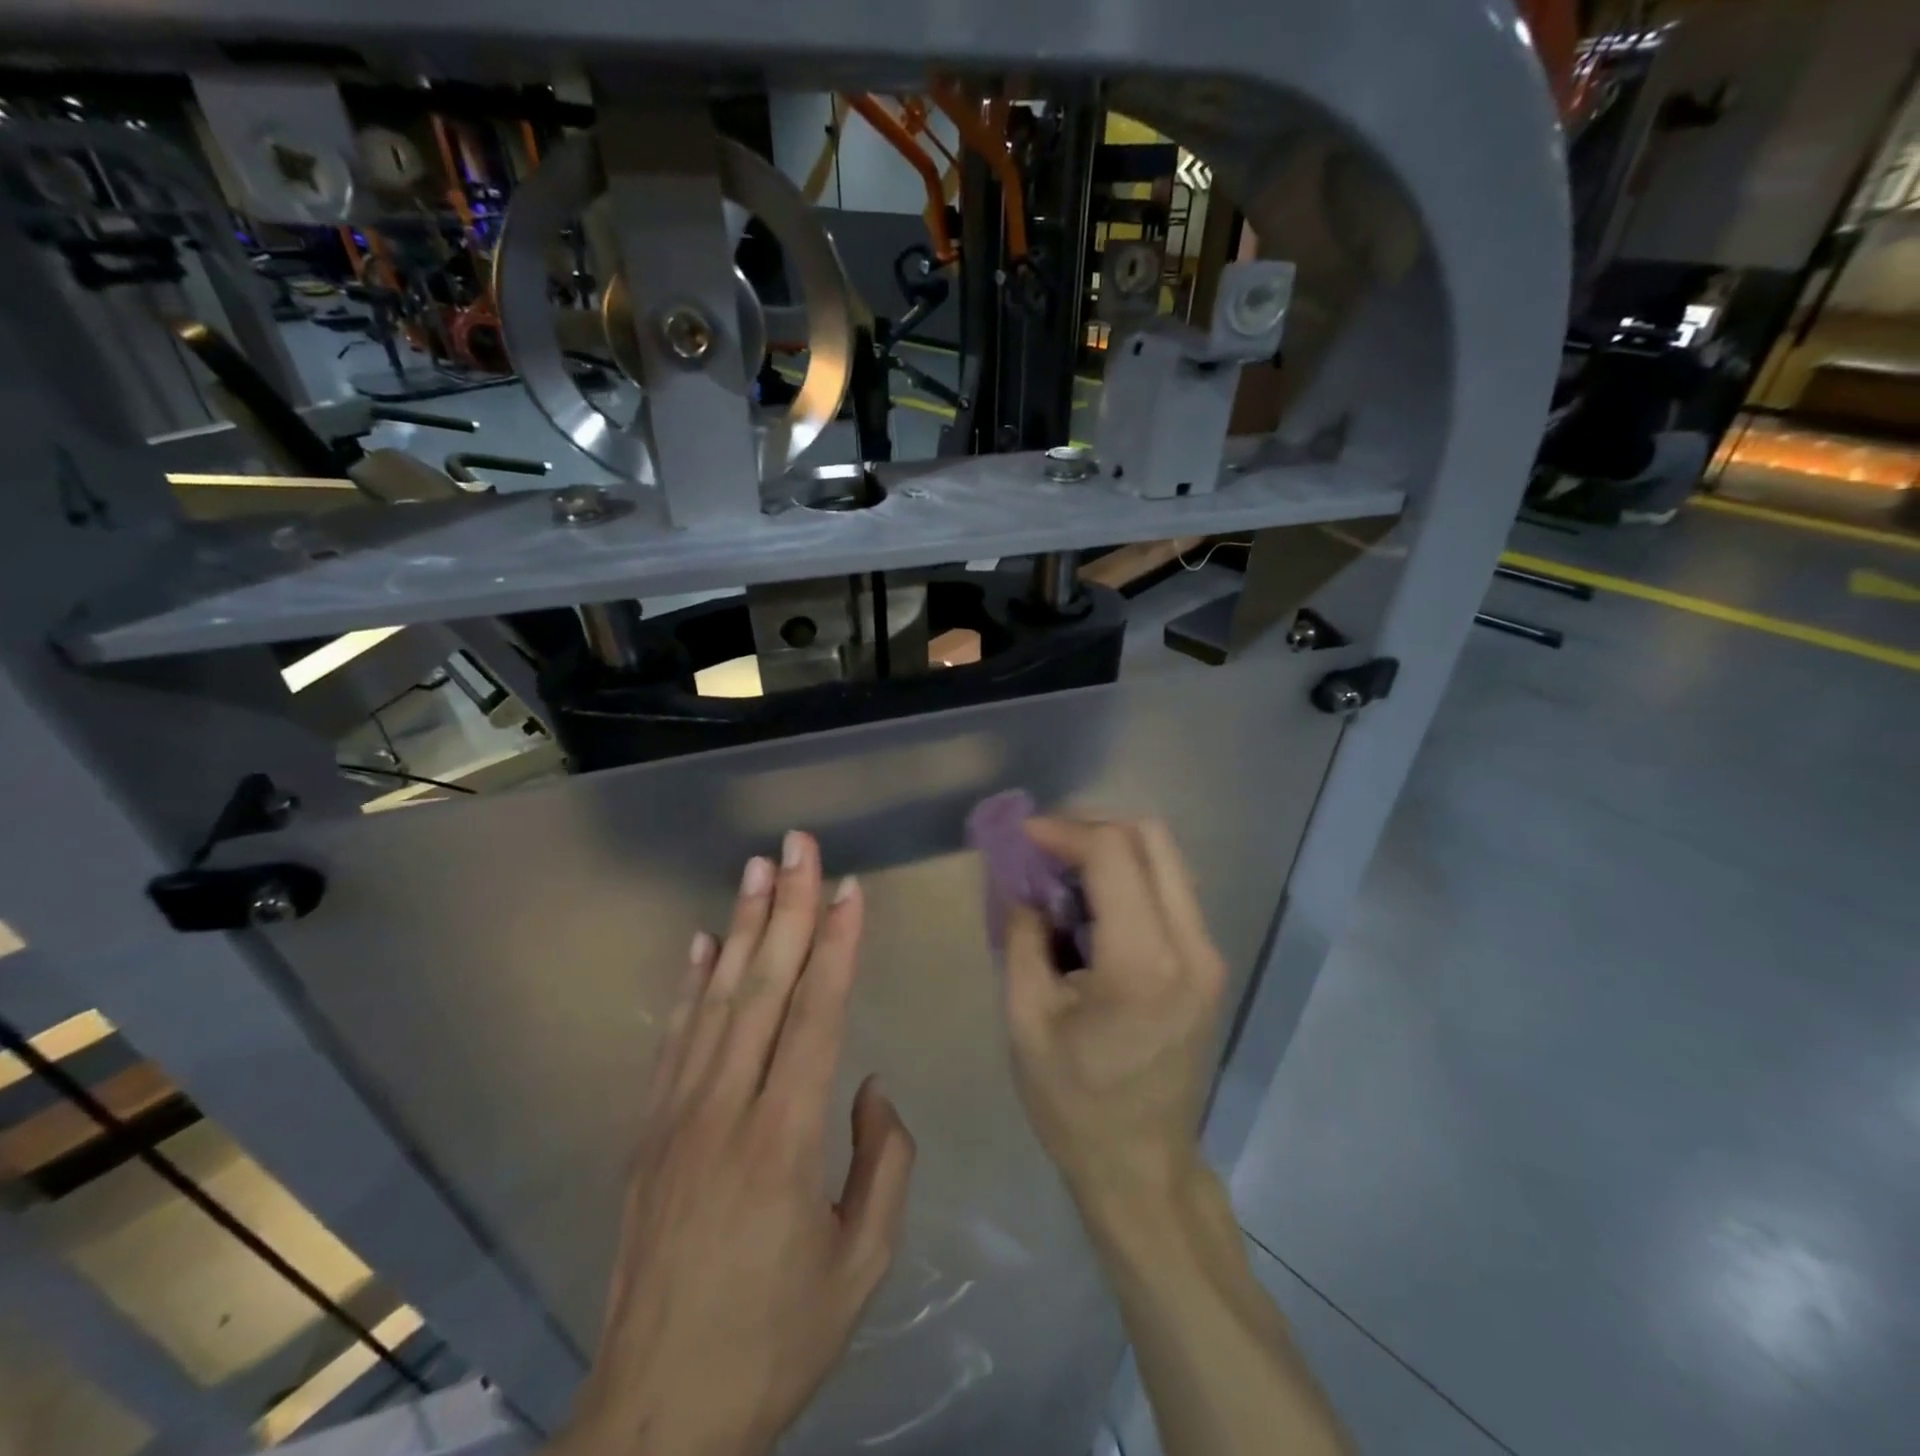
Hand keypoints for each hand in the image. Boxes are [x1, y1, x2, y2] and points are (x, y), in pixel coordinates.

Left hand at [554, 832, 915, 1455]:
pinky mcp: (647, 1134)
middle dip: (788, 908)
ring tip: (758, 870)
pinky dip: (690, 986)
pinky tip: (703, 944)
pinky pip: (673, 1042)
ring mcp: (676, 1117)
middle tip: (799, 846)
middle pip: (763, 987)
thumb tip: (871, 1085)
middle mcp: (726, 1110)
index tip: (850, 889)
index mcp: (784, 1140)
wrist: (656, 1418)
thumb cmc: (774, 1341)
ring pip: (716, 1001)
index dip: (837, 946)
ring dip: (741, 928)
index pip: (817, 1016)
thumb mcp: (860, 1266)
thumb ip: (883, 1164)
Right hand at [1002, 818, 1226, 1212]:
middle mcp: (1190, 946)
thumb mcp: (1026, 1018)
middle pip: (1151, 837)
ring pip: (1167, 858)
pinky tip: (1093, 902)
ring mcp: (1208, 954)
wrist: (1142, 1165)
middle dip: (1091, 828)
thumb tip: (1022, 882)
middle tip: (1044, 848)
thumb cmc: (1073, 1102)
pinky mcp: (1209, 964)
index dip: (1063, 831)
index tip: (1022, 836)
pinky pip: (1172, 889)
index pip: (1112, 852)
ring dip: (1113, 849)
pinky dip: (1131, 876)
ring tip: (1063, 872)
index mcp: (1142, 962)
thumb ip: (1022, 935)